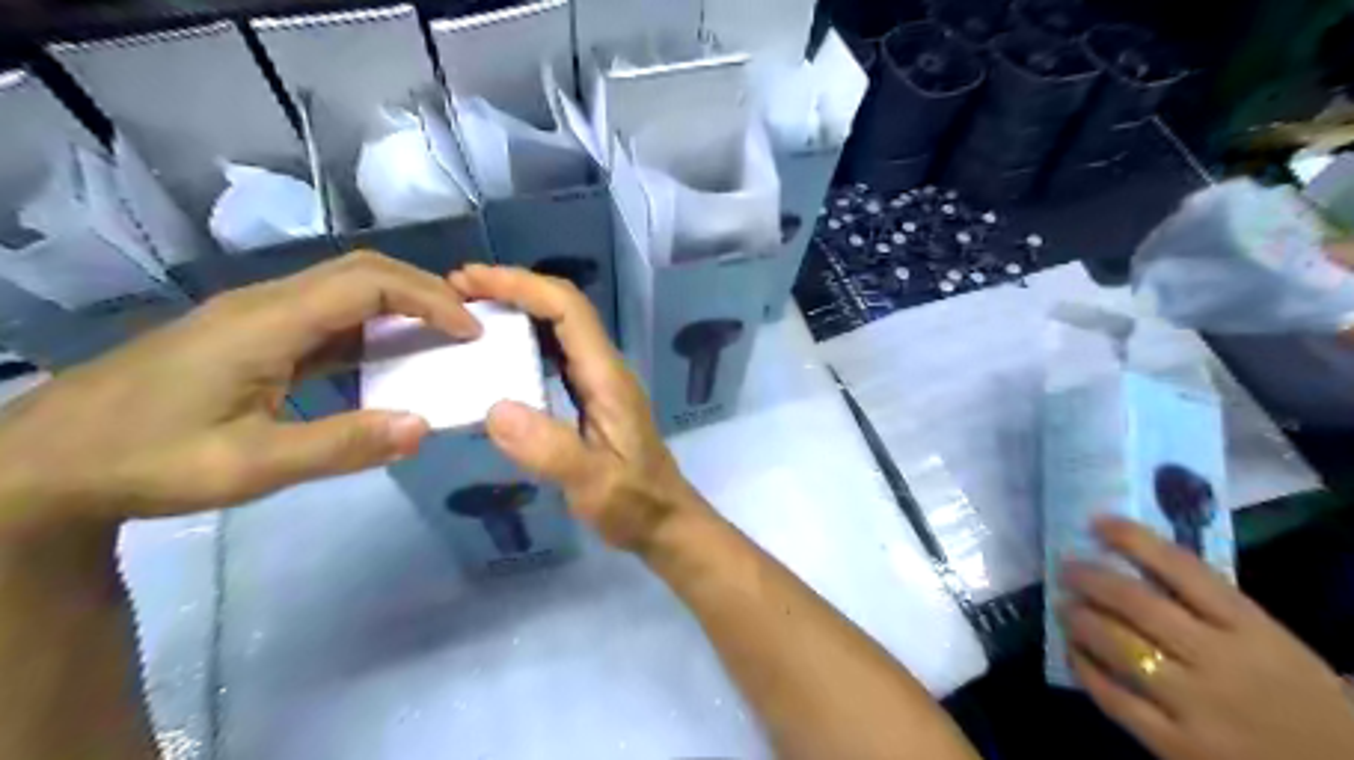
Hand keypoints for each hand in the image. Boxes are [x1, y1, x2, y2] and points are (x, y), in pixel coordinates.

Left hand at [0, 248, 479, 538]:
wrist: (44, 462)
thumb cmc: (146, 461)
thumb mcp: (248, 466)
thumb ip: (340, 446)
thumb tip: (423, 426)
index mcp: (269, 322)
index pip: (370, 284)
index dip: (430, 300)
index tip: (471, 332)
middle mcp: (266, 304)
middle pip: (362, 271)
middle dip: (424, 292)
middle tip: (467, 326)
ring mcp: (257, 317)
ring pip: (346, 289)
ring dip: (400, 305)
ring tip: (442, 336)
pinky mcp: (252, 336)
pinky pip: (327, 317)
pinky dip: (372, 327)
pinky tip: (387, 358)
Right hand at [455, 263, 709, 551]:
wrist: (663, 521)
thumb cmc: (634, 503)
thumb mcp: (593, 483)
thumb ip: (550, 449)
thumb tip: (494, 409)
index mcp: (607, 377)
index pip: (568, 310)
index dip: (522, 286)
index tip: (471, 281)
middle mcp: (605, 369)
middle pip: (563, 309)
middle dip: (513, 290)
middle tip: (457, 290)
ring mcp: (599, 383)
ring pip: (559, 329)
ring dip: (516, 311)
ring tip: (467, 312)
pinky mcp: (591, 399)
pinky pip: (555, 355)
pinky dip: (523, 342)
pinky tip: (495, 355)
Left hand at [1056, 515, 1352, 759]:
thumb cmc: (1306, 702)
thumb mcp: (1274, 644)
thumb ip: (1215, 609)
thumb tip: (1140, 566)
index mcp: (1253, 629)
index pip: (1183, 569)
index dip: (1132, 540)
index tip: (1097, 522)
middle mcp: (1222, 661)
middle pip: (1137, 605)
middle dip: (1090, 579)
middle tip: (1065, 569)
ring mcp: (1198, 705)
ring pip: (1118, 648)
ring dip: (1080, 620)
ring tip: (1062, 606)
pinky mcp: (1178, 746)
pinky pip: (1115, 700)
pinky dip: (1086, 669)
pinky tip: (1073, 652)